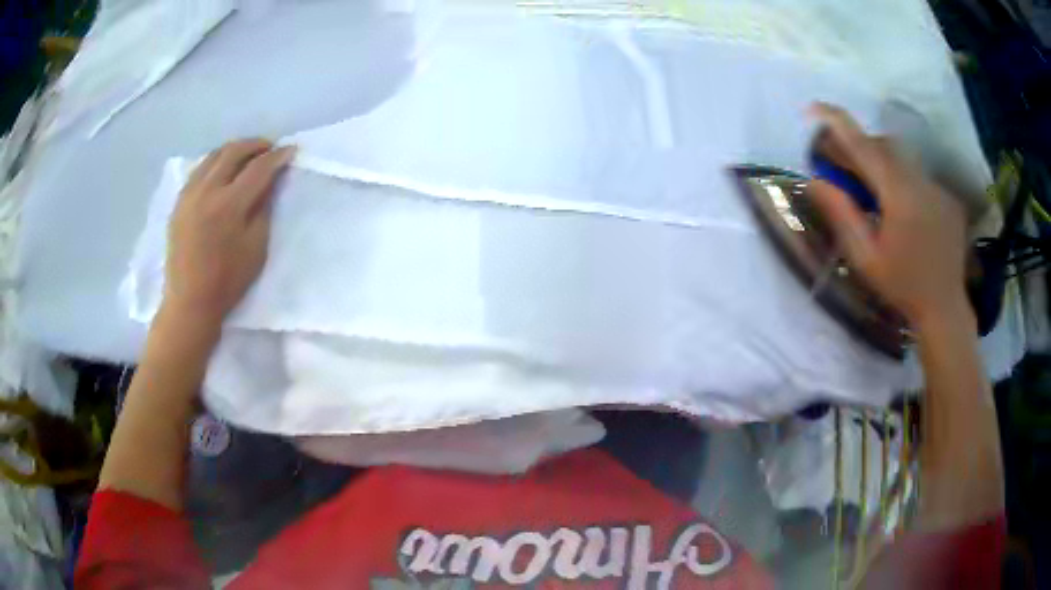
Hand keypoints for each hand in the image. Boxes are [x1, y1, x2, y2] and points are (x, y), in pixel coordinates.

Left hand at [164, 139, 295, 322]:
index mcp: (229, 205)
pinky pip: (200, 169)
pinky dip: (216, 162)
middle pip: (234, 151)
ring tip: (248, 156)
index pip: (258, 168)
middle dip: (256, 145)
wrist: (189, 301)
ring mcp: (189, 194)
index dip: (277, 156)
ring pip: (214, 155)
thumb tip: (271, 181)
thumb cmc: (228, 280)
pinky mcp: (179, 201)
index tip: (291, 150)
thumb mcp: (256, 247)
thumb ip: (263, 208)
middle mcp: (207, 191)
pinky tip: (223, 170)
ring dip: (235, 149)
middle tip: (270, 149)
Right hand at [806, 103, 970, 329]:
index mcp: (898, 193)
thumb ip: (842, 215)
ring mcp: (937, 188)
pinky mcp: (947, 198)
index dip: (836, 122)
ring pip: (902, 159)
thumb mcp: (865, 257)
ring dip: (881, 162)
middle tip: (842, 164)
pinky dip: (903, 180)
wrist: (945, 308)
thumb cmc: (902, 286)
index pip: (862, 144)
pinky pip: (919, 176)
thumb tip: (814, 180)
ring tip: (873, 189)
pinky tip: (903, 210)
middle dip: (859, 146)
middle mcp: (919, 180)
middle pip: (882, 145)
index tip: (813, 108)